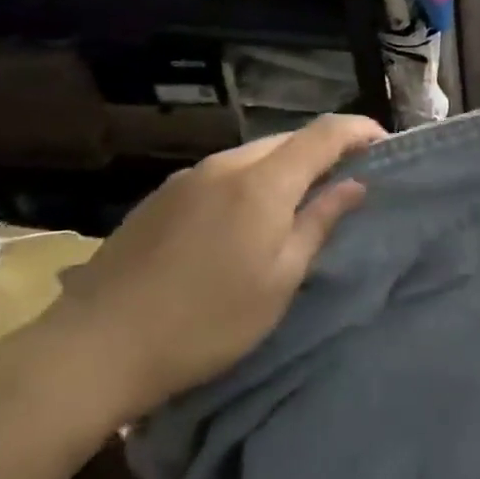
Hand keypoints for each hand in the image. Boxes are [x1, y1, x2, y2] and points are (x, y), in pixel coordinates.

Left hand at [26, 114, 384, 428]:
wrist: (95, 348)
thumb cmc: (206, 322)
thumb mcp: (280, 281)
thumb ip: (319, 223)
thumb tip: (354, 185)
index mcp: (263, 182)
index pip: (324, 134)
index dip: (359, 131)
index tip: (384, 145)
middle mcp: (226, 165)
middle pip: (288, 140)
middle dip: (323, 151)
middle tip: (345, 181)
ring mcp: (187, 178)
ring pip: (253, 155)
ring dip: (285, 167)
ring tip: (297, 203)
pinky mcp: (161, 196)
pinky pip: (222, 173)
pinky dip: (250, 181)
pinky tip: (243, 219)